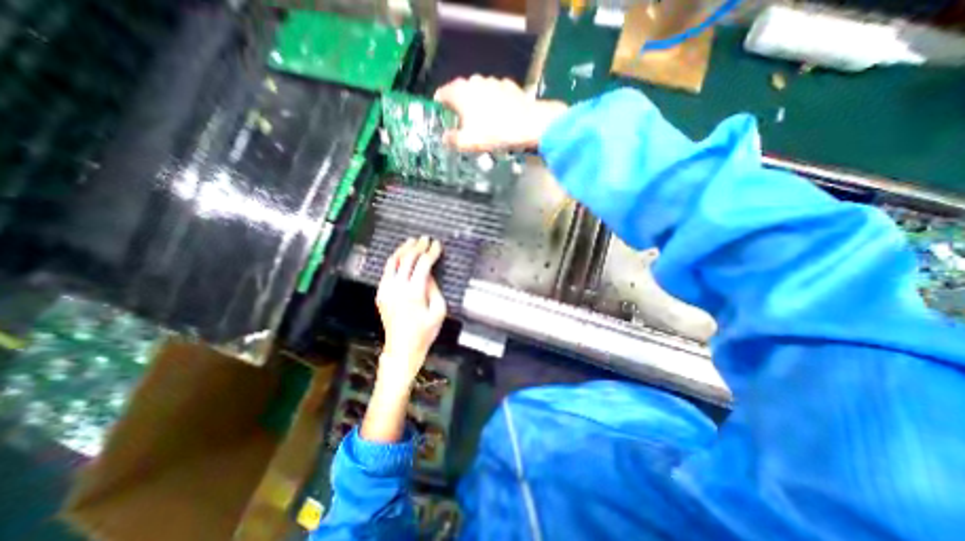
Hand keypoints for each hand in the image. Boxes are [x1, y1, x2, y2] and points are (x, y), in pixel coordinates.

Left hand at [374, 239, 445, 385]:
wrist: (402, 349)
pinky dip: (394, 261)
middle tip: (425, 239)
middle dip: (418, 247)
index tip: (437, 245)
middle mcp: (397, 288)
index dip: (431, 252)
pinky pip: (386, 272)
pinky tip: (400, 257)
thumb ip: (434, 289)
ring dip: (403, 250)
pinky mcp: (381, 294)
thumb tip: (428, 275)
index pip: (423, 264)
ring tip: (411, 242)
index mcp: (414, 293)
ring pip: (392, 262)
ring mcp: (386, 291)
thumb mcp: (438, 312)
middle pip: (407, 259)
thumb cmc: (423, 333)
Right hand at [435, 75, 567, 151]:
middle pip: (460, 91)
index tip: (441, 116)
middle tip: (462, 122)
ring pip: (478, 90)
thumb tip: (444, 138)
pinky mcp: (509, 85)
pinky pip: (495, 93)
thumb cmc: (494, 133)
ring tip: (481, 119)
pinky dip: (493, 101)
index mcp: (460, 92)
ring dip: (476, 102)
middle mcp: (474, 81)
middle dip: (459, 105)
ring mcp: (493, 81)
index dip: (439, 105)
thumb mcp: (468, 142)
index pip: (442, 94)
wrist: (529, 125)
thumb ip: (452, 140)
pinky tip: (498, 114)